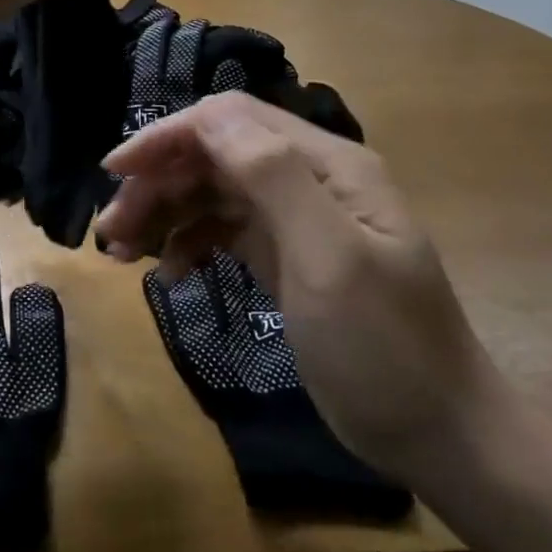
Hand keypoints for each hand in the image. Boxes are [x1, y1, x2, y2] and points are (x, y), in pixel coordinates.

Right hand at [96, 92, 513, 483]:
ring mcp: (297, 220)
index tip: (116, 175)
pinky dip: (189, 243)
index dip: (167, 137)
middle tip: (112, 232)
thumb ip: (272, 176)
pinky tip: (168, 273)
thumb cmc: (384, 347)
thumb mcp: (329, 257)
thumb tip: (207, 116)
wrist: (439, 435)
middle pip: (214, 156)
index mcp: (326, 164)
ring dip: (164, 213)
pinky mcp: (285, 257)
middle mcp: (309, 179)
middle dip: (157, 183)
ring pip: (212, 193)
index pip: (230, 121)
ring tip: (123, 254)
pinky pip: (223, 231)